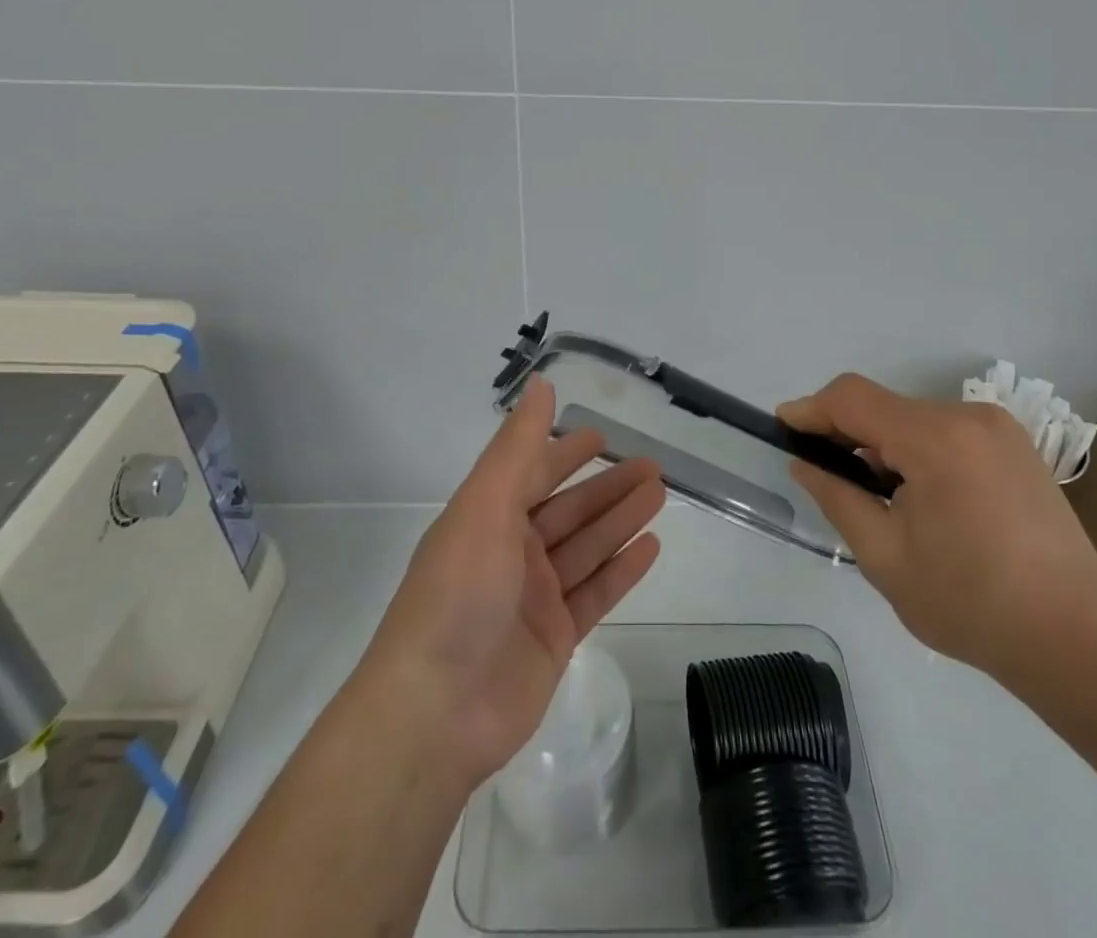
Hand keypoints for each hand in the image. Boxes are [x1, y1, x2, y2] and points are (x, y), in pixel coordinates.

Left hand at [353, 376, 664, 791]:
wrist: (435, 713)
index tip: (601, 436)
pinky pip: (596, 592)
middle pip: (569, 509)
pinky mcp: (554, 638)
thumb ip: (518, 446)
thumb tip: (541, 384)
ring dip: (621, 519)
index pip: (532, 473)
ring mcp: (533, 598)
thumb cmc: (458, 594)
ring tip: (660, 494)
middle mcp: (510, 553)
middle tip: (653, 465)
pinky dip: (622, 569)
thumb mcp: (485, 505)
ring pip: (587, 546)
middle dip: (608, 487)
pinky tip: (651, 547)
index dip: (564, 453)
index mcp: (486, 518)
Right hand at [779, 373, 1096, 687]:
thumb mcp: (885, 558)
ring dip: (887, 447)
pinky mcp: (1016, 445)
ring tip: (886, 503)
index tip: (785, 427)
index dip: (813, 408)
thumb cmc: (972, 603)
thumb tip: (806, 463)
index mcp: (935, 439)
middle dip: (850, 436)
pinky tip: (927, 501)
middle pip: (886, 407)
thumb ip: (838, 498)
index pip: (853, 397)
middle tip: (832, 481)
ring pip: (916, 419)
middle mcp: (968, 416)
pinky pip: (947, 431)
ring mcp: (998, 428)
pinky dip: (921, 452)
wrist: (1078, 638)